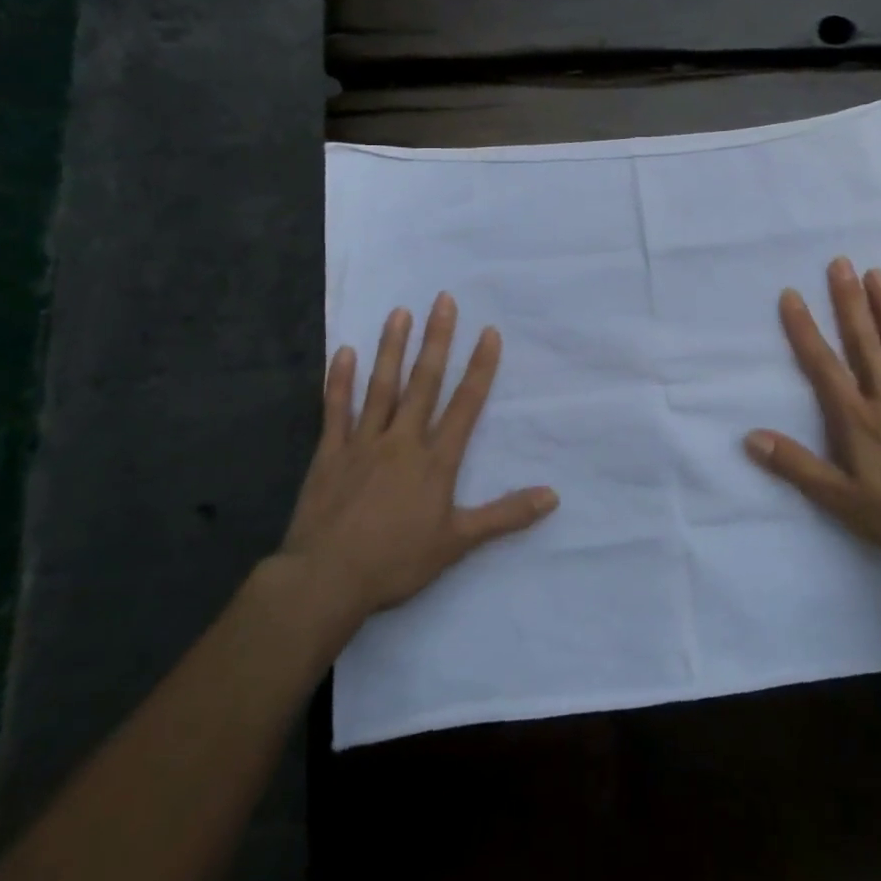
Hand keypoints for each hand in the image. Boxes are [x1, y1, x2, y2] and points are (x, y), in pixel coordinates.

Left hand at [276, 294, 558, 625]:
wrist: (327, 580)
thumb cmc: (396, 561)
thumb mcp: (458, 542)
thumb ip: (505, 515)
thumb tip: (553, 496)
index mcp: (436, 460)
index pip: (465, 404)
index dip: (480, 367)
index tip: (488, 332)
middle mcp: (403, 440)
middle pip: (424, 382)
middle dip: (437, 340)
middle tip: (443, 300)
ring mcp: (364, 443)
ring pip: (381, 386)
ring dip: (391, 348)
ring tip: (399, 312)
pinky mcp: (331, 453)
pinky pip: (336, 410)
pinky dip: (339, 381)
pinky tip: (343, 352)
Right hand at [745, 258, 880, 573]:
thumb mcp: (840, 499)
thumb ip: (795, 466)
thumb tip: (751, 437)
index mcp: (855, 417)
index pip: (822, 364)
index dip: (804, 329)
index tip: (792, 295)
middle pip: (863, 341)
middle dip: (848, 301)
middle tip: (840, 262)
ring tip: (876, 273)